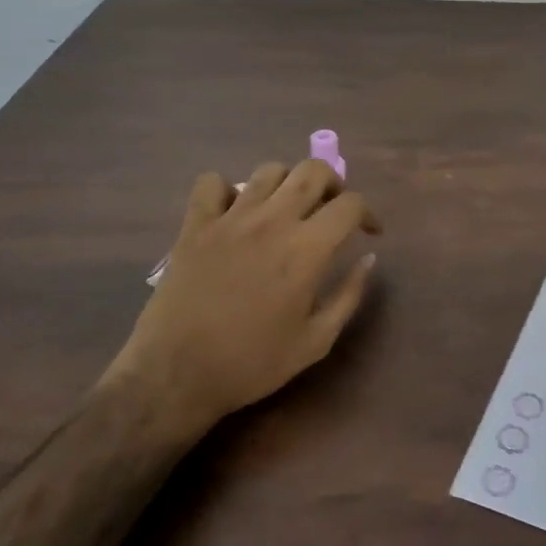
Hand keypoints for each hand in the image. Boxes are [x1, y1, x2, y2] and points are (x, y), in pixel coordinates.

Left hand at [110, 160, 380, 422]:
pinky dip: (227, 189)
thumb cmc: (252, 363)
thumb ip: (349, 295)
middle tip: (332, 209)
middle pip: (313, 171)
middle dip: (334, 183)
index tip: (369, 233)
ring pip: (269, 171)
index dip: (368, 213)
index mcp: (307, 249)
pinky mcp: (195, 225)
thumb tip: (369, 259)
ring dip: (288, 183)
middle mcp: (272, 221)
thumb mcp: (316, 341)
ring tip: (288, 208)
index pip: (350, 204)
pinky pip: (212, 183)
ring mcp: (230, 218)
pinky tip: (234, 212)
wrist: (176, 374)